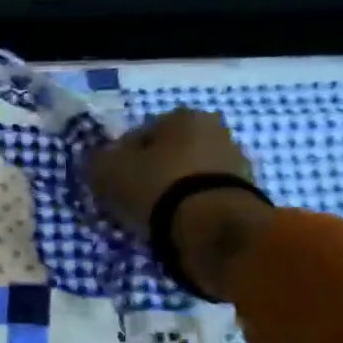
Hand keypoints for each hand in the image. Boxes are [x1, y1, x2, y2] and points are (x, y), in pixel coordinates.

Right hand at [87, 108, 269, 300]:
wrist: (212, 226)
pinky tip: (173, 224)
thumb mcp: (106, 171)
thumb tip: (98, 161)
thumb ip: (97, 161)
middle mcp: (215, 130)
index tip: (109, 182)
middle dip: (147, 173)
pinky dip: (187, 207)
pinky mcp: (246, 193)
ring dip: (169, 191)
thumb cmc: (155, 186)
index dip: (118, 159)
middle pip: (166, 154)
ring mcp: (236, 162)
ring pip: (186, 176)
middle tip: (128, 199)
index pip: (137, 134)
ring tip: (150, 217)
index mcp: (183, 116)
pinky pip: (202, 197)